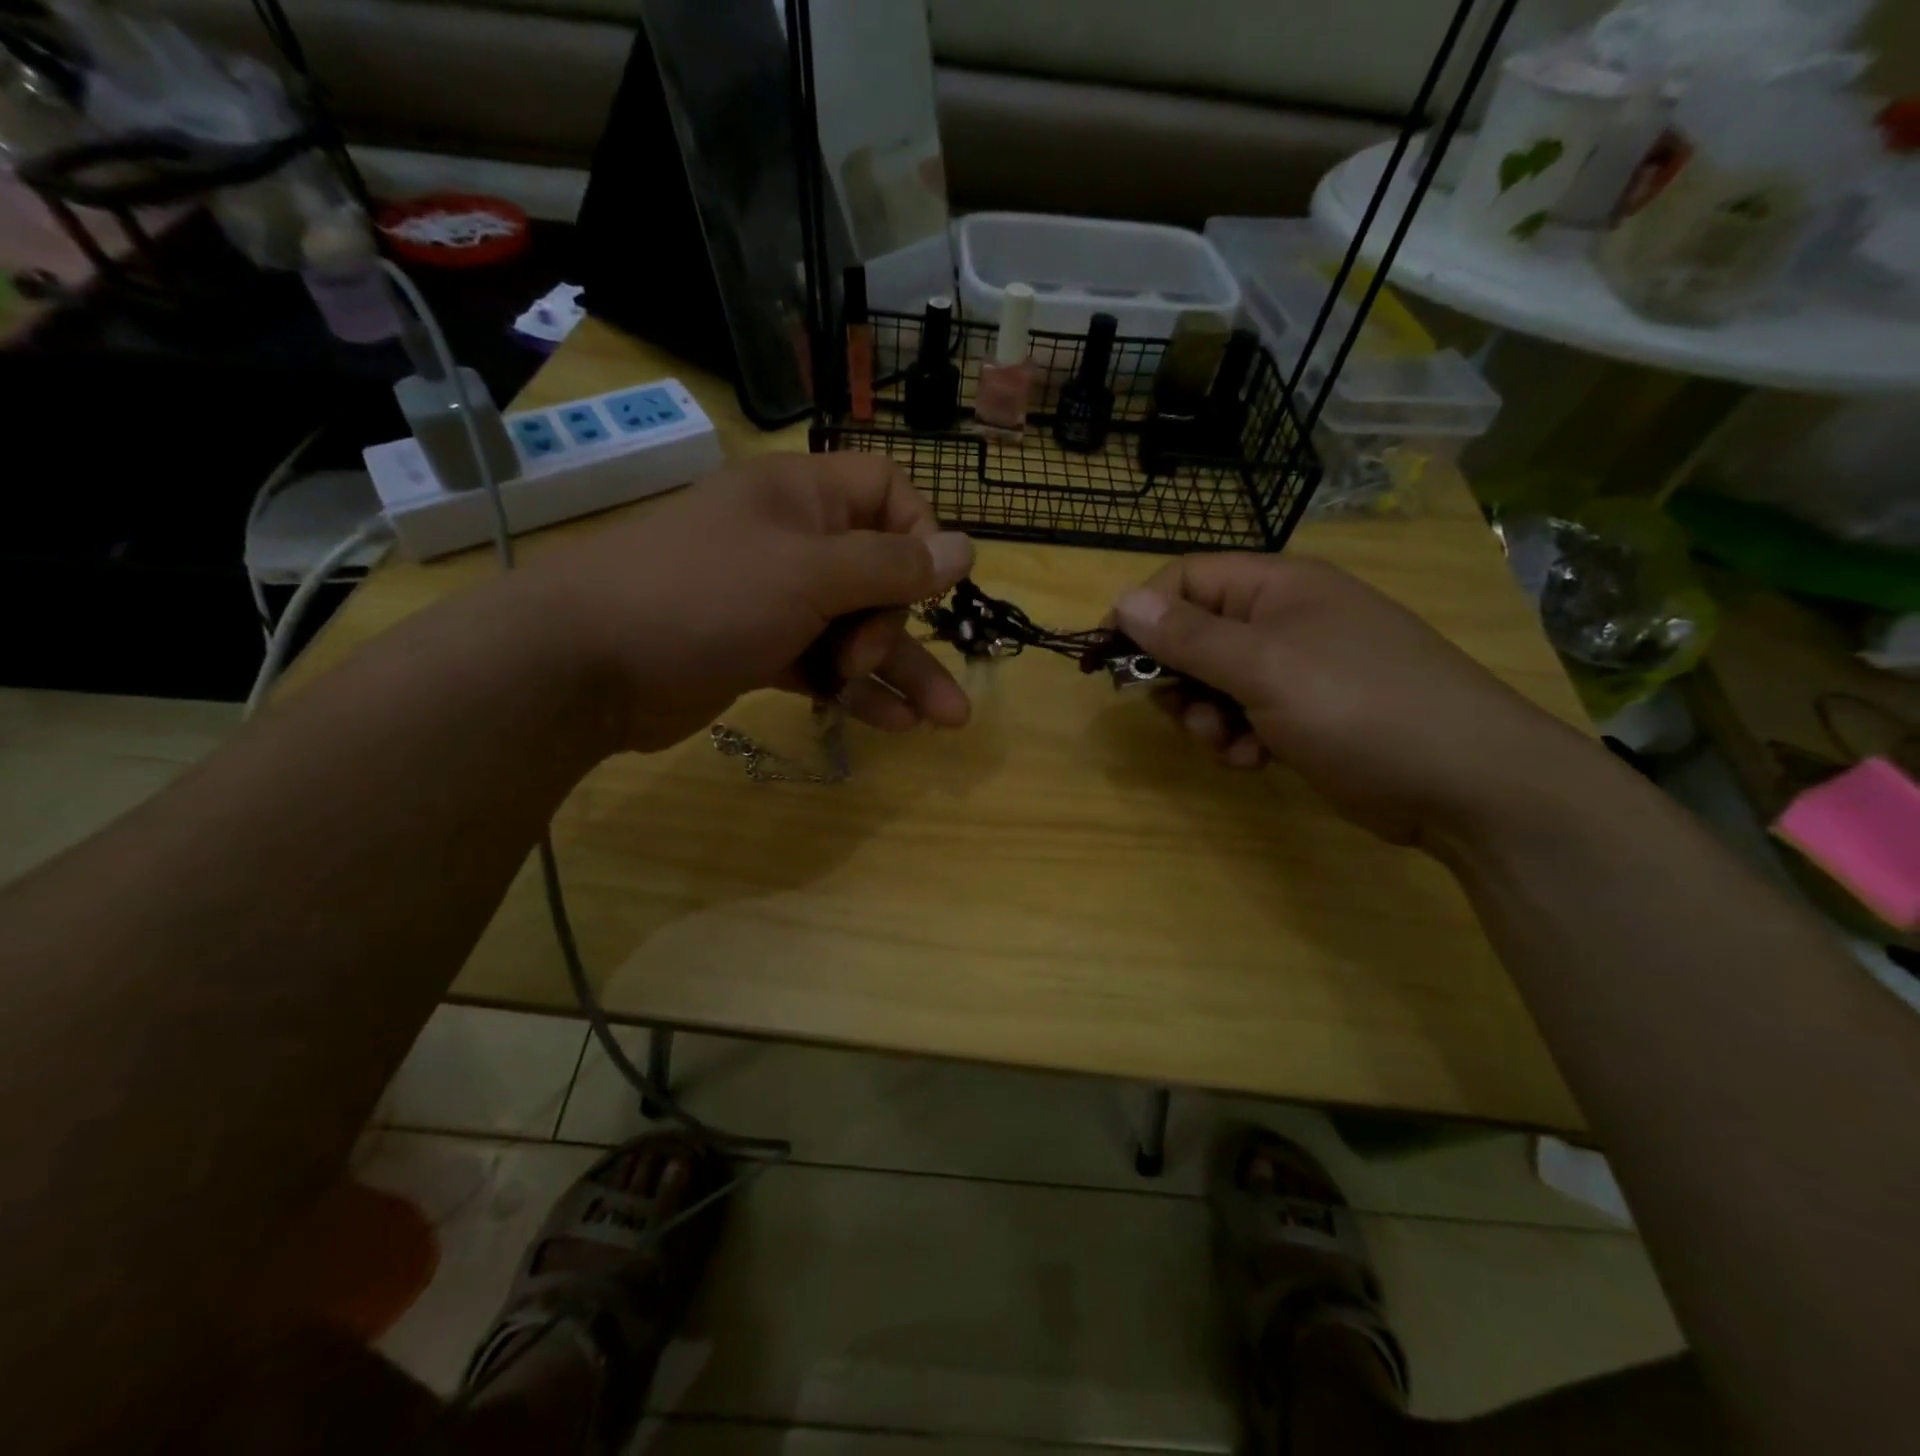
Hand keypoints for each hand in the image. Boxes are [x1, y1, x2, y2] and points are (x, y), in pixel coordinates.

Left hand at [528, 452, 973, 750]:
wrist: (587, 665)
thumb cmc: (705, 597)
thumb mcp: (810, 574)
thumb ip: (892, 565)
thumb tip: (967, 547)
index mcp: (804, 498)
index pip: (887, 494)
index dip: (918, 536)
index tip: (928, 584)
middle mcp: (794, 543)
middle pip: (878, 574)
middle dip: (894, 624)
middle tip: (868, 658)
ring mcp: (775, 600)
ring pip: (856, 630)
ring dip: (899, 672)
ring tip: (948, 720)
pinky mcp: (759, 651)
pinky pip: (823, 665)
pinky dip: (855, 692)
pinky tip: (895, 725)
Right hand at [1113, 554, 1581, 846]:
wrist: (1468, 783)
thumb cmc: (1360, 707)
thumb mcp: (1264, 667)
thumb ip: (1188, 636)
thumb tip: (1123, 599)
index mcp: (1277, 587)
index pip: (1185, 579)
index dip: (1142, 614)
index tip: (1109, 659)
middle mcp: (1284, 619)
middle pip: (1194, 634)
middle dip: (1177, 678)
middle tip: (1177, 711)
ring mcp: (1298, 668)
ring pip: (1214, 683)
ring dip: (1205, 717)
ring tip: (1228, 744)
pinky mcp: (1306, 714)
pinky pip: (1244, 715)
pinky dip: (1236, 739)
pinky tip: (1254, 760)